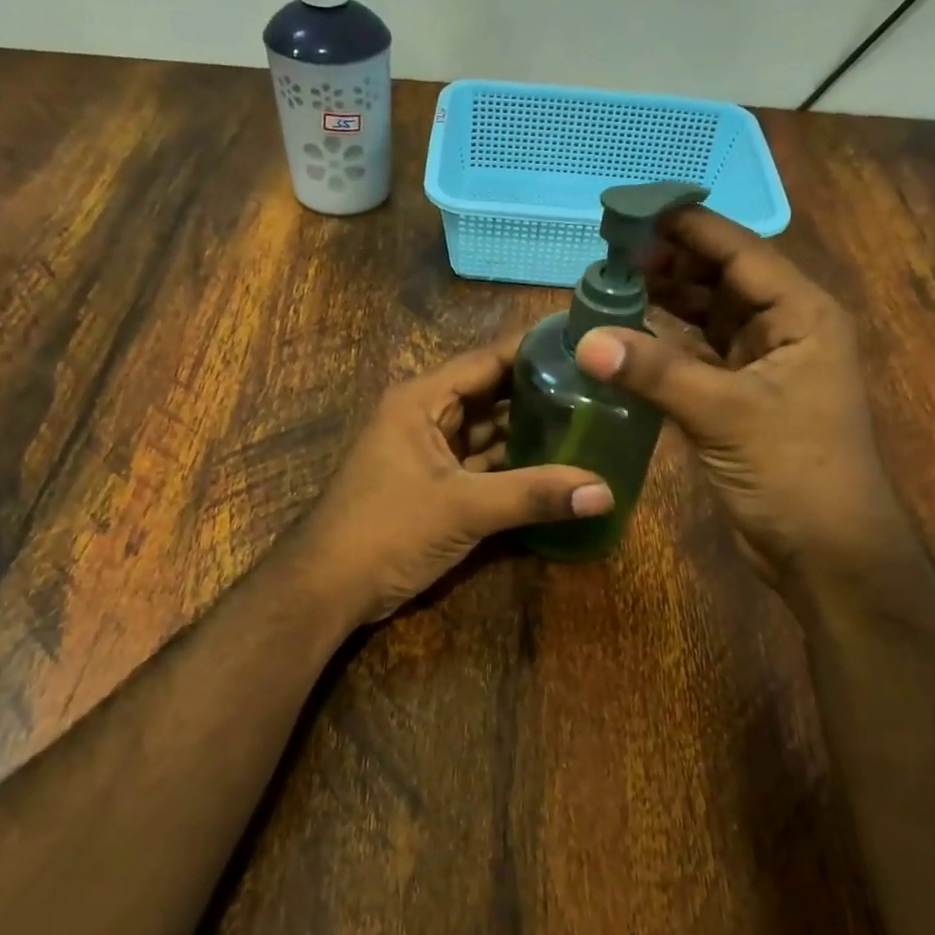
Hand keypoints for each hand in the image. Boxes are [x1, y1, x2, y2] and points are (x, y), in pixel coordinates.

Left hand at [295, 336, 612, 624]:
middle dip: (540, 394)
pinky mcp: (433, 486)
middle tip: (600, 390)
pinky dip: (513, 467)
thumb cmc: (387, 531)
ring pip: (488, 433)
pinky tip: (554, 468)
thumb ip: (533, 496)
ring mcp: (428, 453)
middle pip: (491, 395)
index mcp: (422, 400)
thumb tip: (606, 491)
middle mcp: (425, 417)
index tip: (585, 345)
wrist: (329, 589)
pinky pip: (481, 465)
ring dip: (529, 434)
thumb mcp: (464, 508)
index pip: (487, 360)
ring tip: (588, 424)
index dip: (534, 350)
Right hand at [575, 207, 908, 583]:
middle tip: (611, 250)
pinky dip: (667, 347)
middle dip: (671, 262)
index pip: (740, 252)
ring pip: (709, 319)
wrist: (825, 552)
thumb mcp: (726, 414)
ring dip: (667, 302)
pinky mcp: (741, 402)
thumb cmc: (795, 472)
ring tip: (613, 285)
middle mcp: (785, 331)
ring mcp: (763, 368)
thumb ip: (656, 372)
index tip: (634, 209)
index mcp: (802, 315)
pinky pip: (698, 358)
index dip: (688, 228)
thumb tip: (587, 340)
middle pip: (723, 280)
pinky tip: (630, 339)